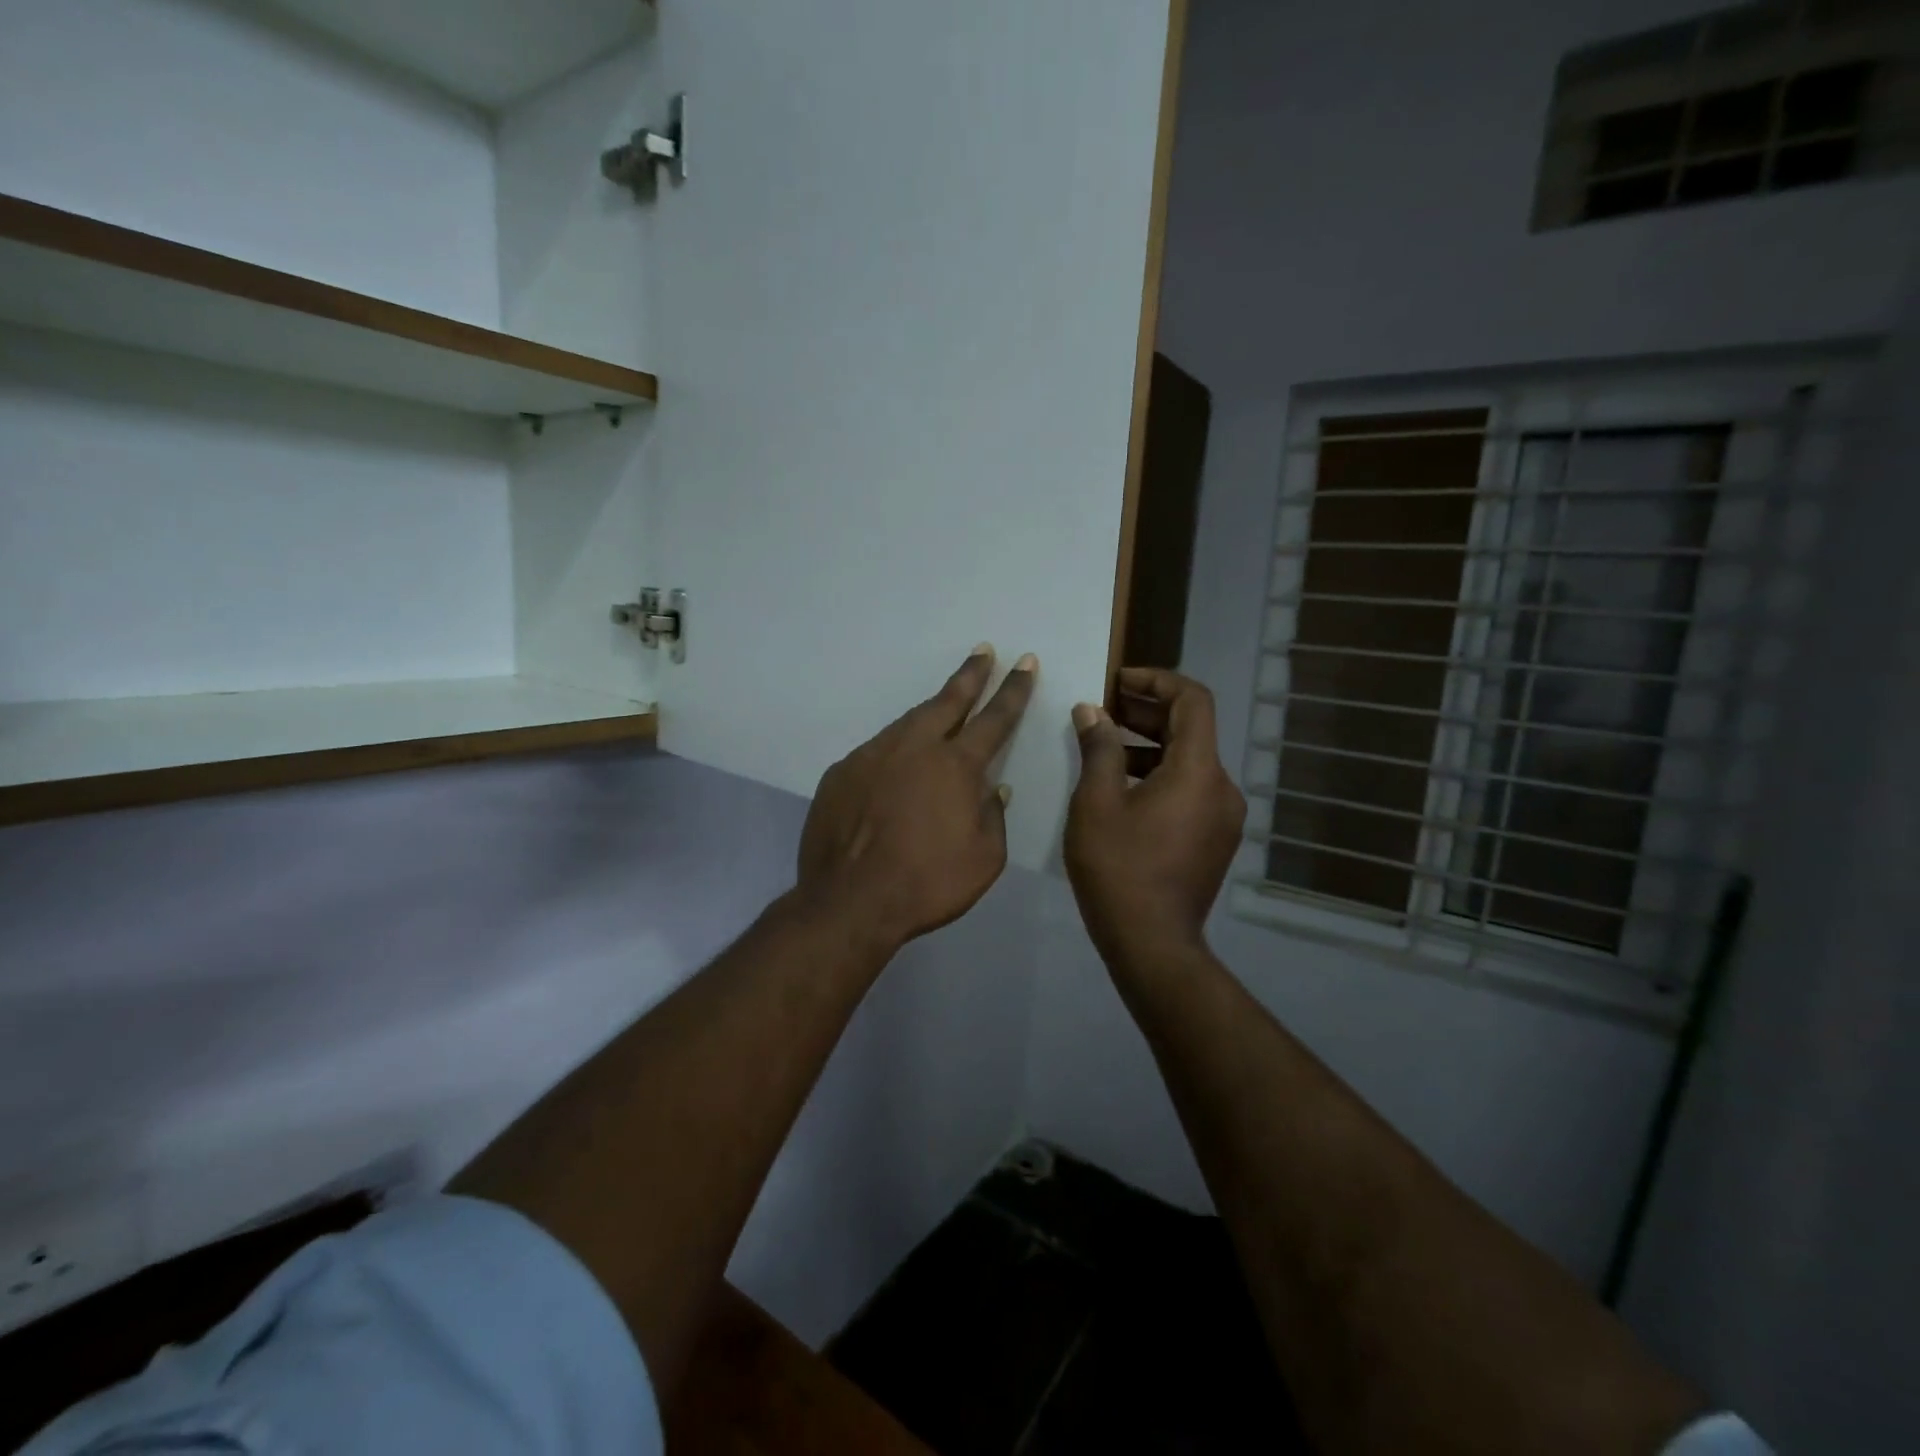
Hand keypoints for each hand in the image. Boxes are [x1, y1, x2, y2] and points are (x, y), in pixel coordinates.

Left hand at [798, 646, 1036, 950]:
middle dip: (971, 675)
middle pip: (948, 701)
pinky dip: (894, 750)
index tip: (1025, 662)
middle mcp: (914, 748)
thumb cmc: (927, 884)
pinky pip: (876, 752)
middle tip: (983, 651)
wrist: (849, 902)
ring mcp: (872, 756)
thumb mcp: (984, 859)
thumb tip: (995, 788)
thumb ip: (993, 816)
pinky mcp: (841, 772)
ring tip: (943, 704)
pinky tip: (896, 765)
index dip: (1013, 690)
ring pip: (908, 722)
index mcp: (956, 766)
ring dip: (931, 710)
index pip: (994, 718)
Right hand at [1065, 668, 1245, 963]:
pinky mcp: (1215, 839)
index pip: (1193, 700)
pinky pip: (1190, 790)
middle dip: (1146, 713)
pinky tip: (1122, 789)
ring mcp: (1223, 816)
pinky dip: (1160, 776)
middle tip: (1102, 711)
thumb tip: (1092, 711)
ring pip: (1189, 762)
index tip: (1119, 681)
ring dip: (1150, 746)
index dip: (1157, 680)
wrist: (1152, 943)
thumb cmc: (1119, 867)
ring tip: (1104, 749)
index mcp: (1198, 770)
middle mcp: (1222, 787)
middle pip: (1191, 730)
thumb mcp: (1096, 802)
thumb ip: (1098, 748)